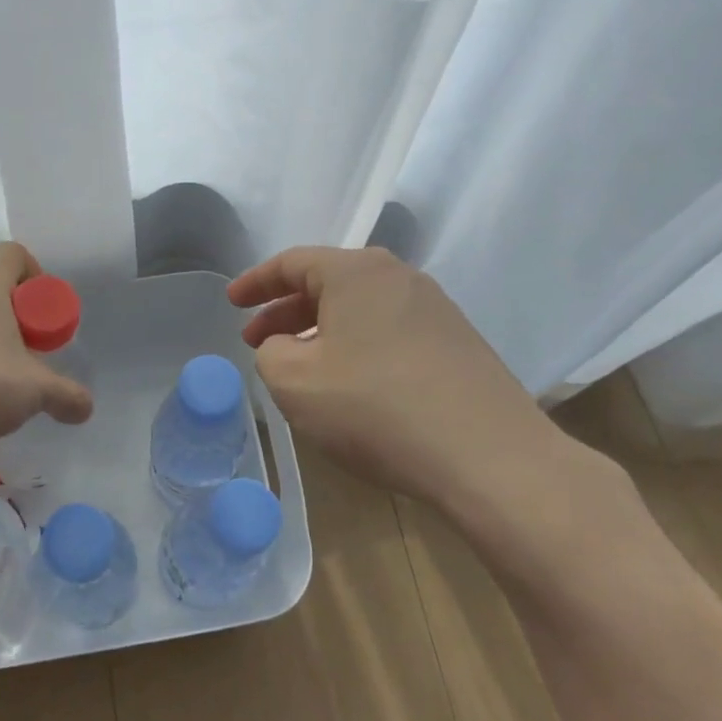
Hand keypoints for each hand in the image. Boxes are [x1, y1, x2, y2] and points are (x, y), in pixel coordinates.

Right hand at [229, 247, 563, 512]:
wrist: (490, 458)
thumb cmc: (376, 409)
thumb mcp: (294, 382)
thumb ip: (271, 353)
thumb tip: (287, 347)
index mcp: (357, 271)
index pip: (292, 262)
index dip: (255, 282)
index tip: (231, 302)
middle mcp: (400, 277)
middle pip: (328, 282)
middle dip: (286, 310)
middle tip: (257, 340)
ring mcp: (436, 309)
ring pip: (360, 309)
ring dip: (322, 331)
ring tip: (300, 365)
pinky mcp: (458, 344)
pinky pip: (389, 331)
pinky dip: (357, 346)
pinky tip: (351, 383)